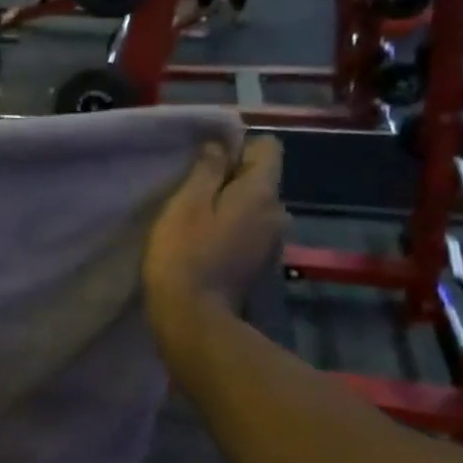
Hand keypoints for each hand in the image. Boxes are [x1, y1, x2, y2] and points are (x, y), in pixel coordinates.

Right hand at [144, 136, 287, 362]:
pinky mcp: (261, 264)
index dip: (239, 146)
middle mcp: (278, 213)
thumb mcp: (186, 204)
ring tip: (197, 219)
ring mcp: (273, 242)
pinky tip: (206, 243)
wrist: (194, 317)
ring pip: (254, 207)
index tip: (207, 161)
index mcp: (262, 193)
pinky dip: (232, 229)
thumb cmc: (184, 253)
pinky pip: (250, 230)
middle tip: (193, 192)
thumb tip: (219, 145)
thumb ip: (206, 170)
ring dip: (231, 206)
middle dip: (232, 179)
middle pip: (261, 179)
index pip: (269, 148)